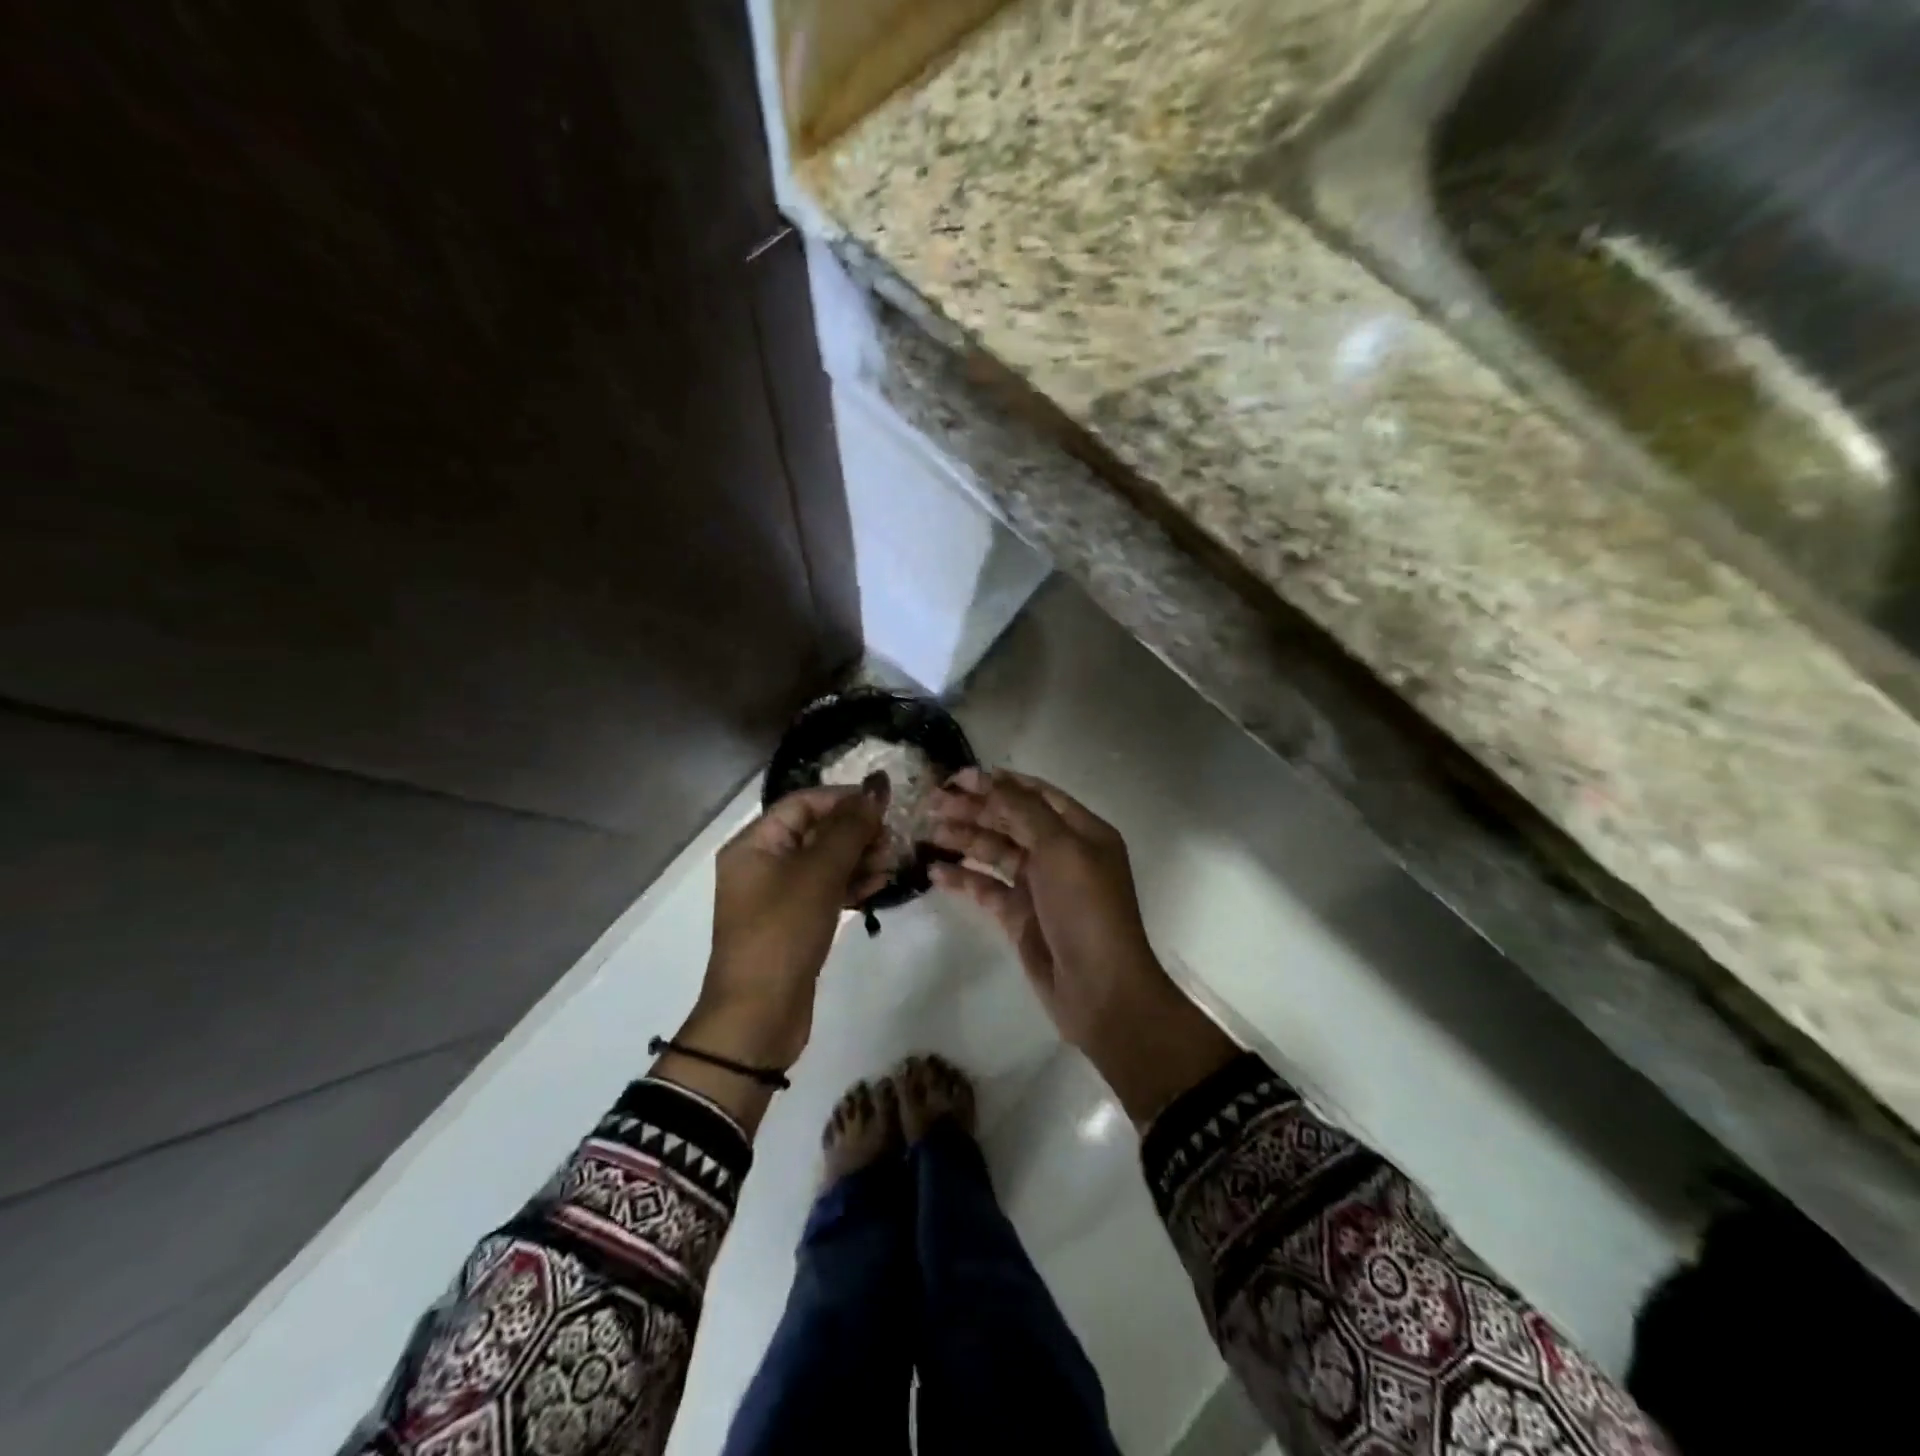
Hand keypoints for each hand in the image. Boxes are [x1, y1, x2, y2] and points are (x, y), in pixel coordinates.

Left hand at [687, 781, 889, 1073]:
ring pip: (825, 862)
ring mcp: (778, 896)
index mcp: (754, 844)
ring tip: (893, 863)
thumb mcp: (818, 874)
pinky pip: (826, 891)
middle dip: (856, 831)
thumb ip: (849, 828)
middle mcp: (762, 864)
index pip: (803, 803)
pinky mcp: (794, 923)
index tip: (885, 803)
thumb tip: (876, 786)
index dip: (844, 798)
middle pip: (815, 831)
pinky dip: (852, 885)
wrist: (759, 1016)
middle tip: (893, 838)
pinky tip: (881, 885)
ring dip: (859, 858)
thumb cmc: (783, 932)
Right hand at [928, 768, 1237, 1122]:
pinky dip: (963, 878)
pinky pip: (986, 888)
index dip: (999, 783)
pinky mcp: (1019, 916)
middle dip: (974, 809)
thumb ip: (1023, 810)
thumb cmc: (1086, 908)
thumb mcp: (1060, 848)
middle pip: (1012, 820)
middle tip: (932, 802)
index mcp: (1081, 831)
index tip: (959, 777)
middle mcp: (1061, 853)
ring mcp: (1039, 886)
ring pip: (996, 852)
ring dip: (964, 839)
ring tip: (927, 830)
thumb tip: (992, 778)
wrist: (1099, 989)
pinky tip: (935, 870)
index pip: (1036, 795)